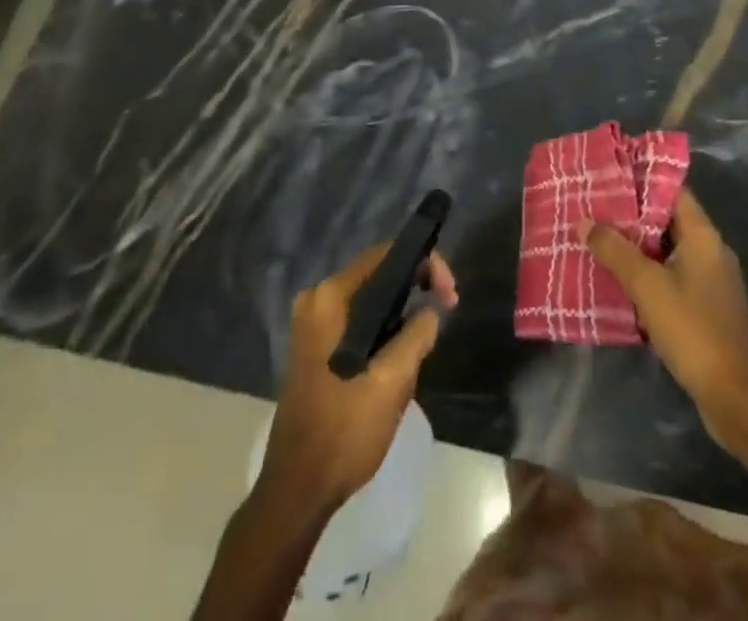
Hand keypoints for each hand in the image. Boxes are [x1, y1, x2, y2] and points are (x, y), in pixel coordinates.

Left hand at [257, 243, 458, 515]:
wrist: (296, 492)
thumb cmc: (343, 432)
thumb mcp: (391, 382)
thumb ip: (417, 334)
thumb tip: (431, 310)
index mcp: (329, 298)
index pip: (386, 255)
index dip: (425, 264)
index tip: (450, 295)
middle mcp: (317, 300)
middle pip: (378, 273)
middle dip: (416, 287)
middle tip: (447, 309)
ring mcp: (313, 324)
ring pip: (371, 299)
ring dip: (402, 311)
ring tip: (428, 335)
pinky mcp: (316, 347)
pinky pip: (359, 319)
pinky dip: (384, 327)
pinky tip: (401, 353)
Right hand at [583, 188, 747, 466]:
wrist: (736, 399)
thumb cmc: (693, 330)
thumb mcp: (648, 287)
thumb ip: (616, 251)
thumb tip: (585, 221)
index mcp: (703, 236)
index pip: (673, 191)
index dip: (642, 181)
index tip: (608, 176)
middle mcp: (710, 250)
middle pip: (667, 220)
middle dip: (631, 216)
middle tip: (594, 209)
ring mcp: (710, 280)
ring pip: (667, 250)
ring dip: (636, 247)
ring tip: (598, 240)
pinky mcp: (705, 306)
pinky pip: (671, 276)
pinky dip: (647, 273)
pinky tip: (618, 280)